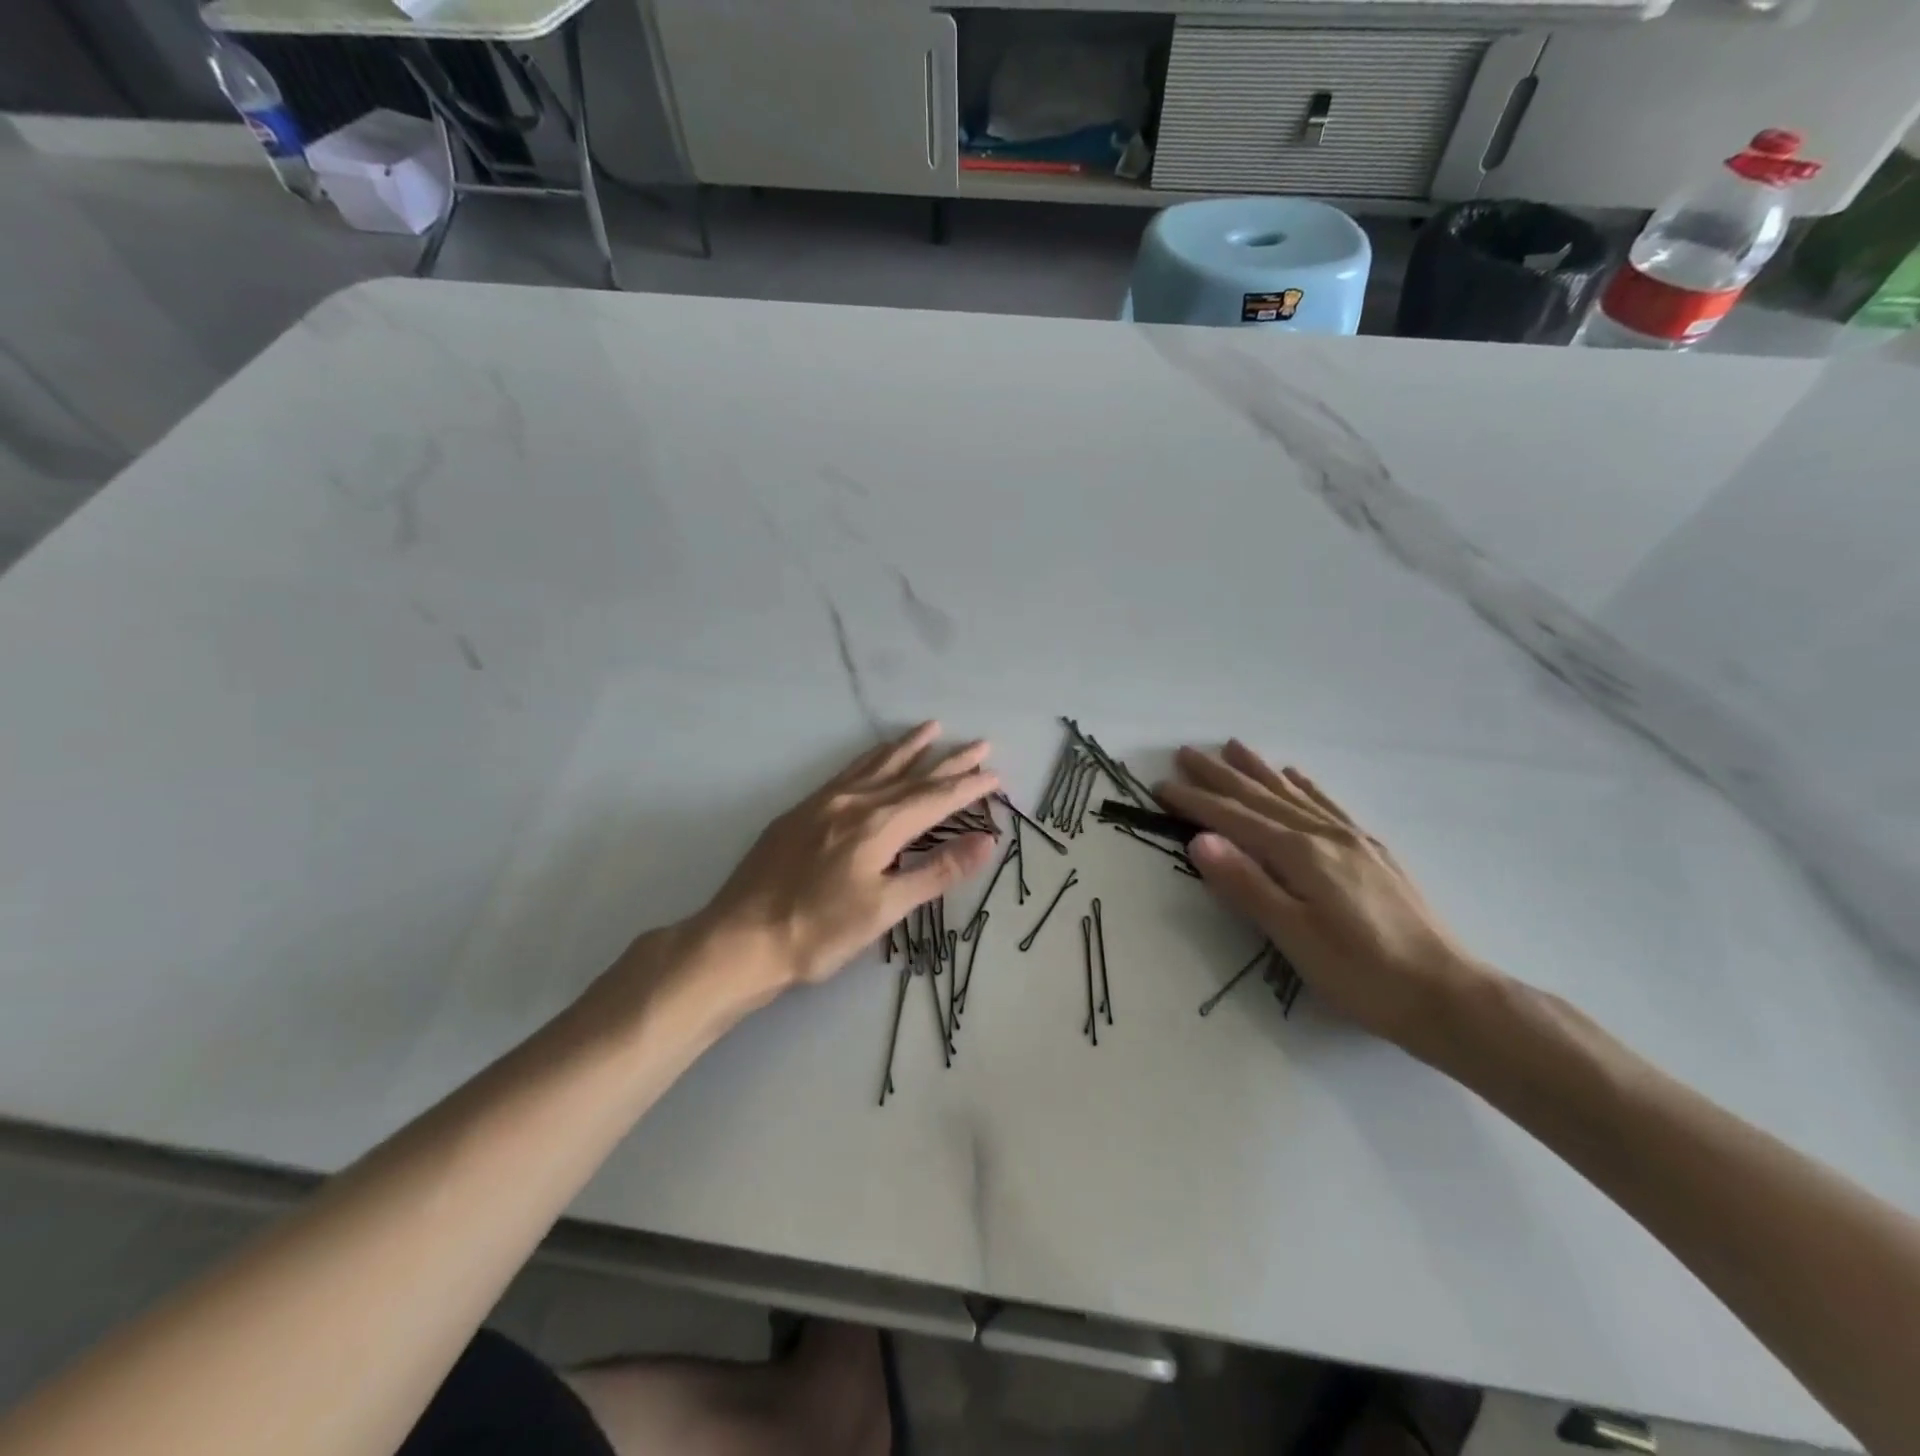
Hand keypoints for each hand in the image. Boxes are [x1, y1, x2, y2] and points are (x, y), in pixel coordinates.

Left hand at [696, 721, 999, 994]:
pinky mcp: (800, 811)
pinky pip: (846, 772)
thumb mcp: (885, 909)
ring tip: (931, 729)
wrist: (740, 939)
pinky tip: (873, 757)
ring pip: (875, 765)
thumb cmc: (819, 933)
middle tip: (979, 743)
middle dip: (948, 761)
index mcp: (877, 826)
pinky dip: (870, 759)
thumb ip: (937, 871)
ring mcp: (823, 803)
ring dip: (907, 748)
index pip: (935, 799)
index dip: (968, 786)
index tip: (995, 774)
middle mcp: (853, 803)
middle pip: (910, 775)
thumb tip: (986, 841)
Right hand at [1158, 741, 1492, 1052]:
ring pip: (1294, 794)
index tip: (1161, 785)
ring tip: (1233, 747)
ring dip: (1259, 771)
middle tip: (1185, 752)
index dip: (1196, 802)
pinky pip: (1328, 805)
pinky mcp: (1372, 852)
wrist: (1449, 995)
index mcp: (1301, 855)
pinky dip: (1305, 787)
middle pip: (1261, 797)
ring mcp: (1353, 841)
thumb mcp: (1294, 936)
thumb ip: (1246, 884)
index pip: (1235, 820)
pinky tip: (1297, 777)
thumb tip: (1200, 839)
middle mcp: (1325, 836)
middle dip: (1220, 776)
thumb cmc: (1362, 974)